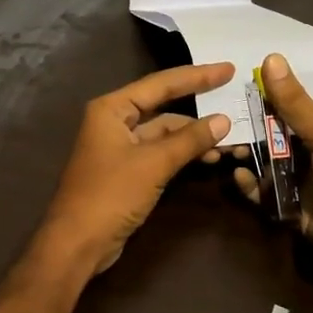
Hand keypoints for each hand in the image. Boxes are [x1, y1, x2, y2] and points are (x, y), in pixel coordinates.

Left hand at [38, 62, 235, 278]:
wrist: (78, 243)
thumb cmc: (111, 194)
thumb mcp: (154, 164)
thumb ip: (189, 140)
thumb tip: (223, 121)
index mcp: (112, 108)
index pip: (161, 84)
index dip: (197, 76)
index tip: (228, 69)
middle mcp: (114, 121)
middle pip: (163, 106)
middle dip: (198, 109)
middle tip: (234, 101)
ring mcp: (120, 147)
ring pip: (164, 133)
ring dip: (194, 137)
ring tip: (230, 141)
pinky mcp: (127, 171)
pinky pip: (160, 153)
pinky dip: (183, 154)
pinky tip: (209, 158)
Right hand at [233, 53, 312, 284]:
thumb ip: (295, 102)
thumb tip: (271, 57)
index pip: (302, 111)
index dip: (273, 101)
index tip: (243, 93)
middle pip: (282, 138)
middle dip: (254, 132)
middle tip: (226, 125)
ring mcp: (311, 185)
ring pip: (272, 166)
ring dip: (250, 158)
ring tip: (225, 150)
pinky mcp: (297, 211)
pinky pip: (269, 195)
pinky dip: (253, 187)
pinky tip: (238, 178)